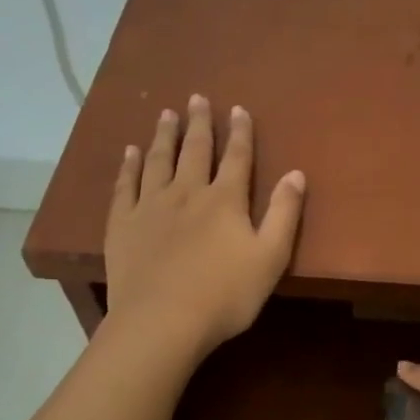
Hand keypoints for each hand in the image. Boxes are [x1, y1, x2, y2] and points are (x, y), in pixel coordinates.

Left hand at [103, 96, 305, 360]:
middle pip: (195, 150)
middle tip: (196, 98)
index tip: (238, 109)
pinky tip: (130, 152)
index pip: (237, 158)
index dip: (240, 132)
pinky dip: (128, 166)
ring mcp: (151, 206)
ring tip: (165, 114)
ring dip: (164, 135)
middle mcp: (187, 192)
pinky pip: (125, 186)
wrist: (163, 322)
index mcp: (225, 200)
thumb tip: (296, 173)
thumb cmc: (225, 295)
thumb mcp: (271, 257)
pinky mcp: (123, 224)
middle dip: (199, 123)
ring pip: (158, 160)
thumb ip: (285, 214)